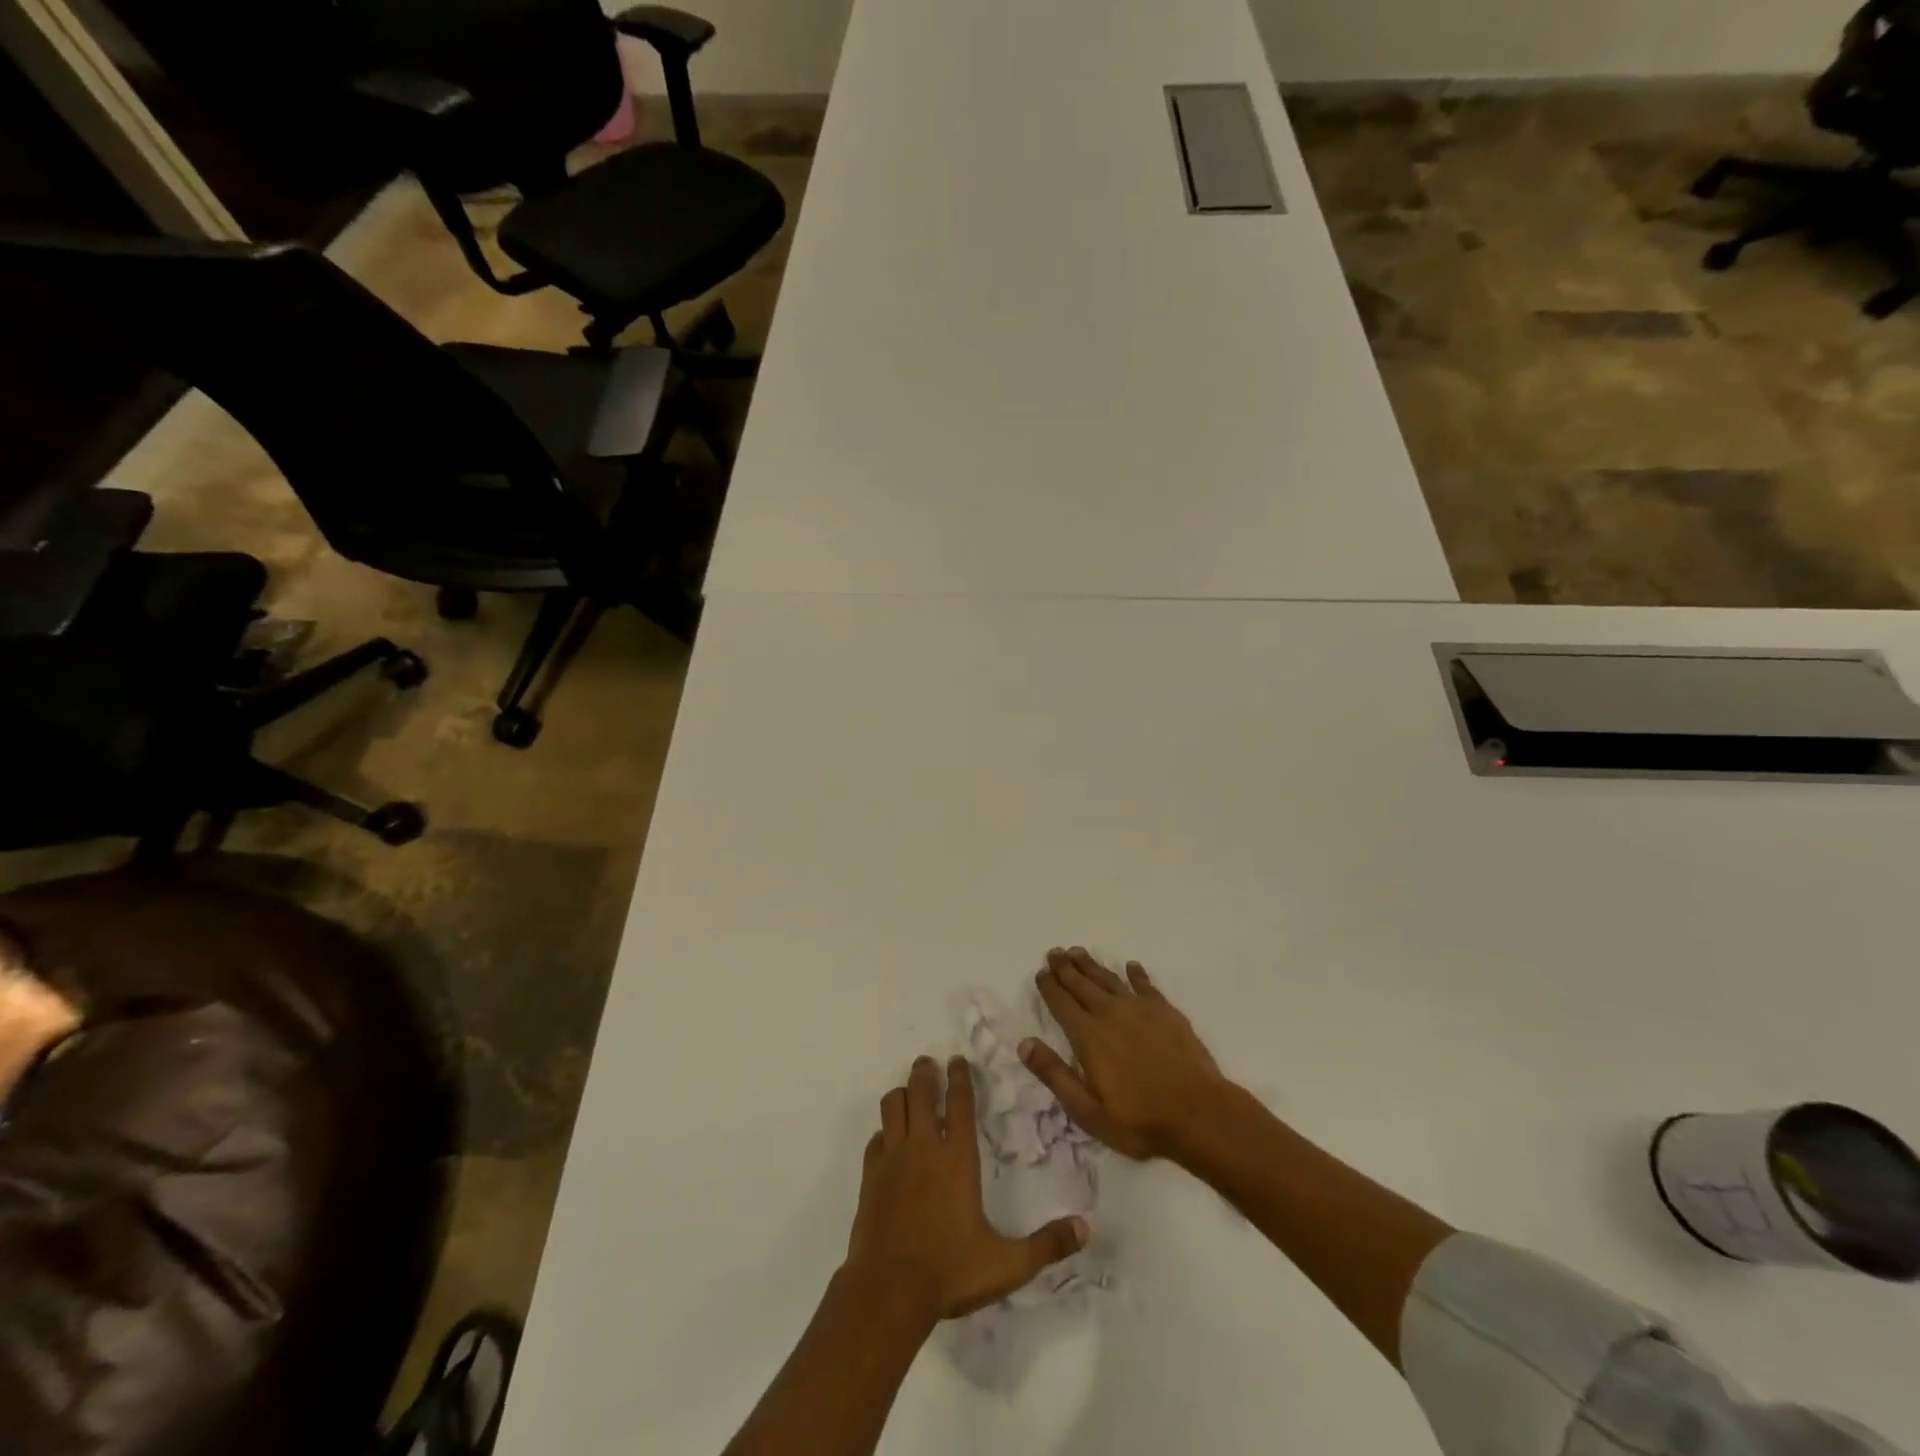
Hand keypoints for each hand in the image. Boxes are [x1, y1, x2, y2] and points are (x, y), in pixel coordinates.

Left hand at [845, 1055, 1088, 1321]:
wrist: (888, 1292)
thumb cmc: (950, 1272)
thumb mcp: (1008, 1264)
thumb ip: (1047, 1245)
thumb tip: (1086, 1227)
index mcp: (957, 1158)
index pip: (960, 1103)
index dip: (960, 1078)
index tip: (958, 1060)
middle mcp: (923, 1148)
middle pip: (922, 1092)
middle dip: (926, 1073)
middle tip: (929, 1063)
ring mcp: (892, 1159)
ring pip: (893, 1106)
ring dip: (902, 1094)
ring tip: (909, 1091)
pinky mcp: (870, 1177)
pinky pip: (876, 1139)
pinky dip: (883, 1131)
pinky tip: (888, 1139)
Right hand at [1023, 948, 1233, 1162]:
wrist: (1199, 1113)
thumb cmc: (1139, 1119)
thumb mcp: (1087, 1110)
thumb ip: (1054, 1075)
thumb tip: (1024, 1043)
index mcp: (1088, 1035)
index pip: (1061, 1003)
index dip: (1049, 986)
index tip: (1041, 972)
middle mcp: (1110, 1013)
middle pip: (1082, 984)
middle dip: (1065, 968)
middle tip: (1054, 952)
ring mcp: (1140, 1008)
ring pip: (1109, 979)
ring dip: (1092, 965)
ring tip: (1078, 952)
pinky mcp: (1166, 1011)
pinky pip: (1145, 985)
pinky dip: (1136, 974)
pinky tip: (1131, 967)